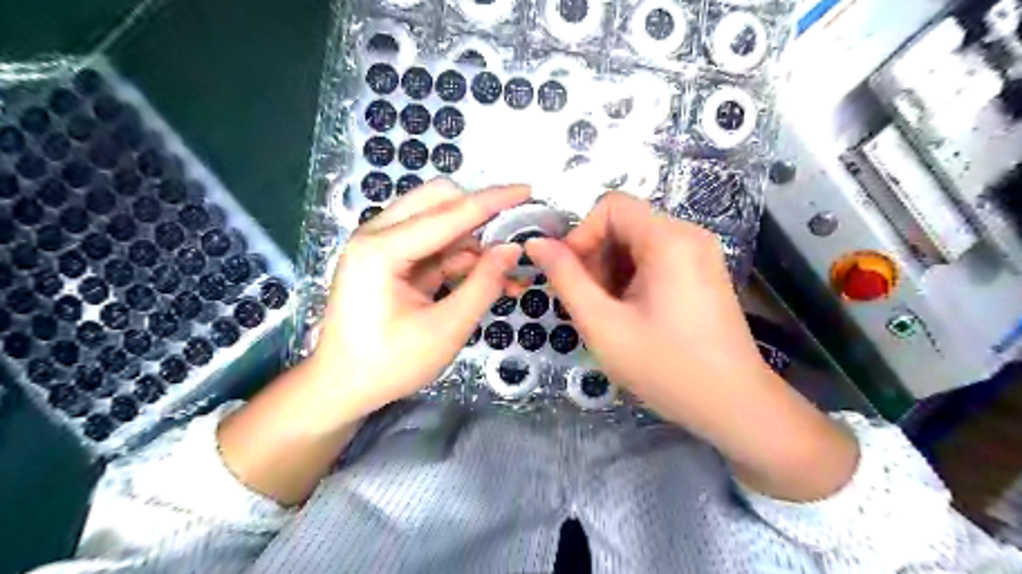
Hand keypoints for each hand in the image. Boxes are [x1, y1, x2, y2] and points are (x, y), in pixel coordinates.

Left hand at [311, 182, 526, 423]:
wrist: (342, 387)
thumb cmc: (389, 364)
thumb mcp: (445, 329)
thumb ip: (483, 284)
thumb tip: (512, 249)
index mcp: (381, 249)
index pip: (449, 213)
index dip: (493, 201)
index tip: (527, 191)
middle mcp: (376, 234)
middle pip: (439, 201)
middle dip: (480, 216)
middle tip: (513, 238)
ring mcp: (381, 244)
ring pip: (439, 221)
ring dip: (475, 241)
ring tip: (507, 273)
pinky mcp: (390, 258)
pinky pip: (434, 244)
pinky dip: (462, 258)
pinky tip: (487, 277)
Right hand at [527, 190, 765, 418]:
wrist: (733, 405)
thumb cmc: (665, 367)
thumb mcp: (603, 324)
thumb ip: (565, 279)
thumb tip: (536, 244)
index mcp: (668, 239)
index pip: (610, 206)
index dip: (581, 235)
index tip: (571, 276)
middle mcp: (688, 235)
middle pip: (624, 224)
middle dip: (596, 258)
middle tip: (590, 303)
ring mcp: (699, 254)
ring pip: (637, 243)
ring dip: (612, 271)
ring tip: (610, 314)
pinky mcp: (702, 273)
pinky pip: (655, 259)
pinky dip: (632, 279)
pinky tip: (632, 314)